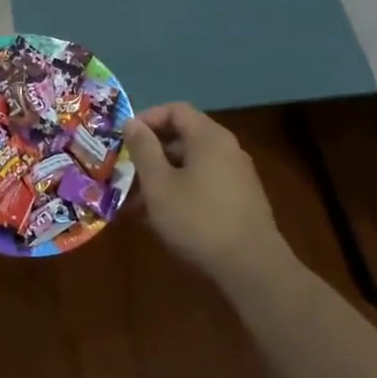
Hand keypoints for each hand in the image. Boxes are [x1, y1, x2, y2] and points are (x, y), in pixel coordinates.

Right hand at [124, 103, 290, 289]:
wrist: (252, 268)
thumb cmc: (198, 219)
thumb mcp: (159, 184)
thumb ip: (143, 149)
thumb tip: (132, 123)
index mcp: (209, 137)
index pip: (175, 110)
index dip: (147, 118)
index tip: (124, 139)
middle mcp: (227, 149)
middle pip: (183, 137)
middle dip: (151, 153)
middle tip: (126, 173)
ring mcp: (237, 175)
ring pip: (192, 164)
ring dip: (162, 176)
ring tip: (136, 203)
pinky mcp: (241, 200)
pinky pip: (204, 183)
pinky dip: (181, 191)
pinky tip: (162, 217)